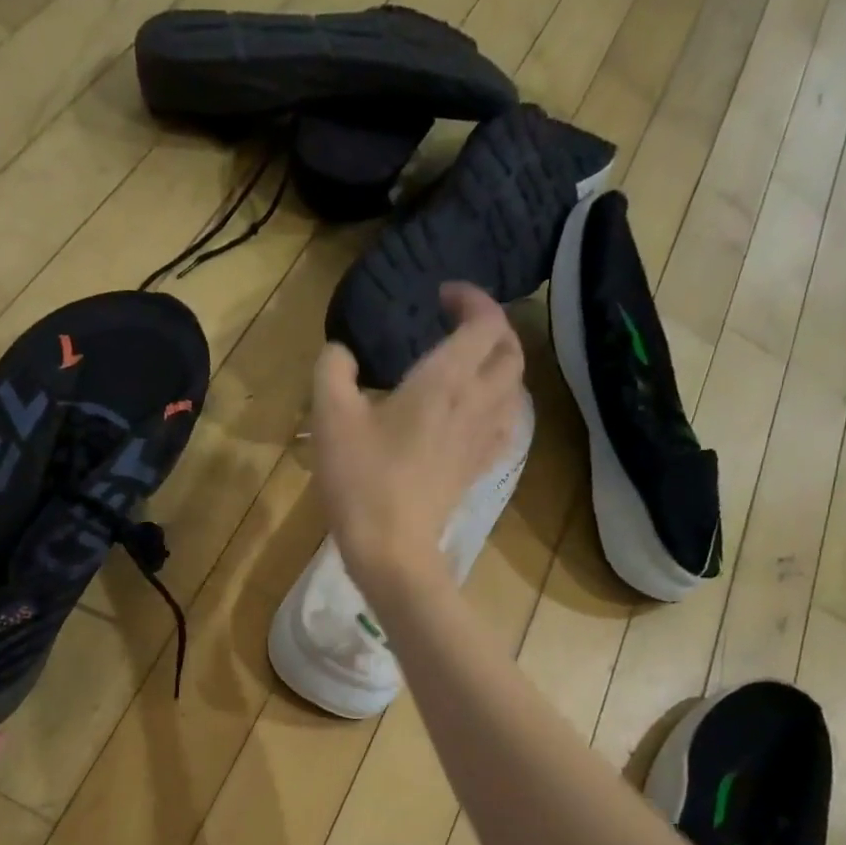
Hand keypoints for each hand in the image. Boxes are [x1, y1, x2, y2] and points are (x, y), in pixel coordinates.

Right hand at [311, 283, 525, 610]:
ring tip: (471, 365)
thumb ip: (333, 369)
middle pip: (511, 352)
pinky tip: (477, 413)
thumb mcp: (330, 416)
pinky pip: (506, 426)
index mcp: (445, 380)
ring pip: (515, 388)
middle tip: (460, 325)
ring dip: (501, 365)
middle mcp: (476, 403)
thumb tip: (341, 352)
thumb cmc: (361, 478)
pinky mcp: (477, 469)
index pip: (484, 323)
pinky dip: (500, 406)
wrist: (390, 548)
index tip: (443, 296)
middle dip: (493, 328)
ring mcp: (482, 439)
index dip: (472, 299)